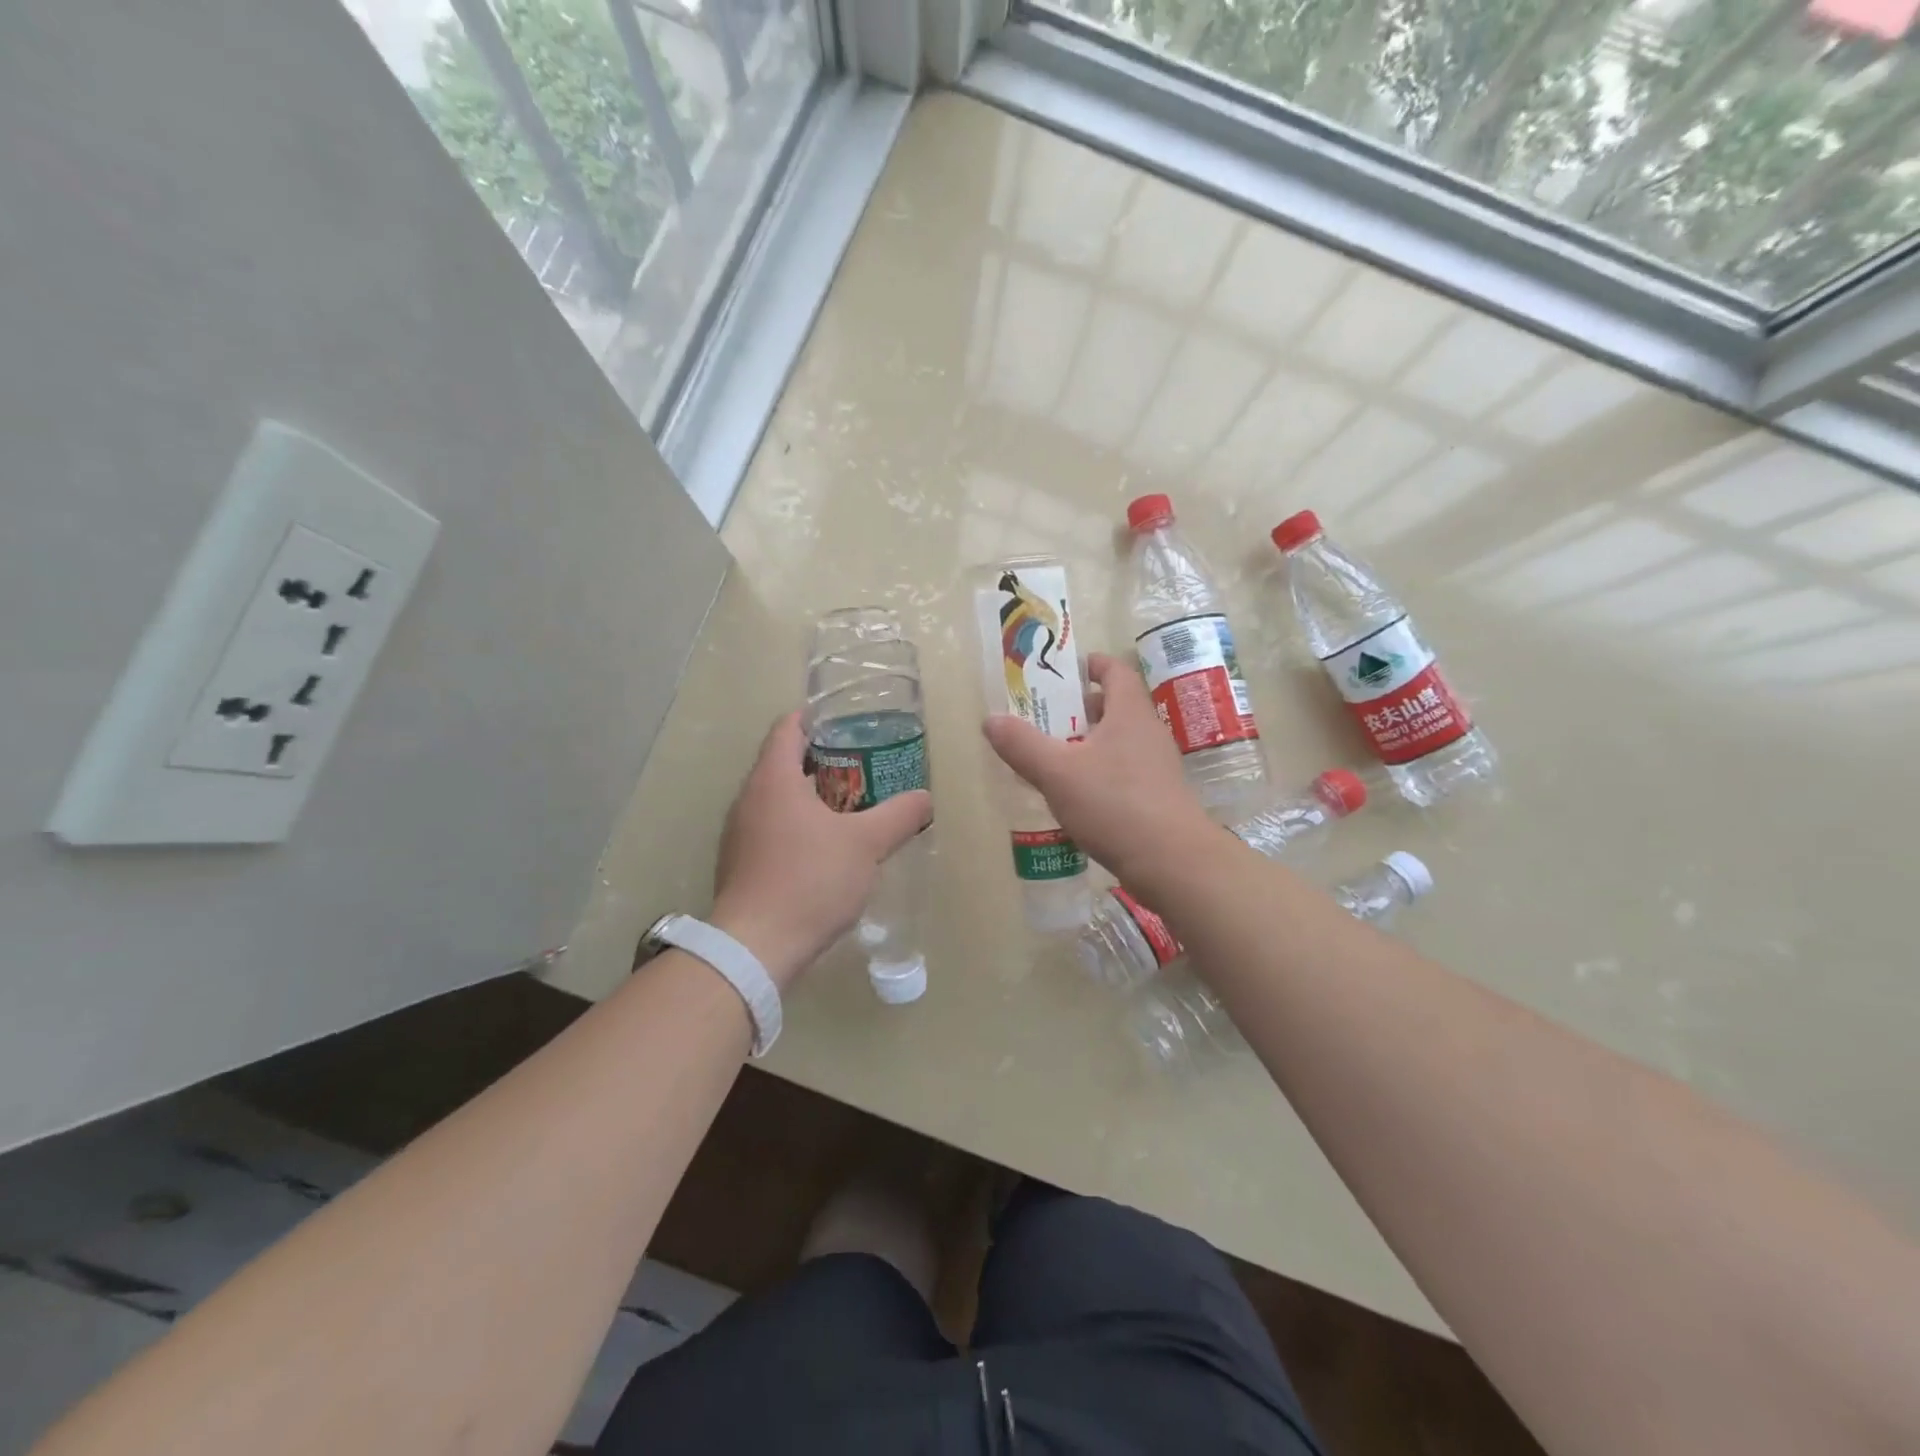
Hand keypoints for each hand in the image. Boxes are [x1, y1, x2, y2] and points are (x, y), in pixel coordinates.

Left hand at [710, 711, 931, 988]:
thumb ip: (899, 816)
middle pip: (783, 762)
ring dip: (811, 796)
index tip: (848, 723)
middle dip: (823, 760)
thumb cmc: (810, 879)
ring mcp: (739, 833)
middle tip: (863, 765)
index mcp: (773, 779)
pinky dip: (797, 826)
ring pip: (777, 799)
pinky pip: (771, 829)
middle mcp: (748, 798)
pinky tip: (825, 849)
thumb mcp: (867, 844)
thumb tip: (925, 799)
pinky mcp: (740, 864)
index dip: (816, 718)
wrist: (756, 947)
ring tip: (851, 806)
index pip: (788, 727)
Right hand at [983, 652, 1220, 894]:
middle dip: (1082, 708)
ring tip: (1054, 756)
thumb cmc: (1115, 804)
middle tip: (1047, 716)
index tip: (1067, 668)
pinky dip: (1099, 773)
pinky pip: (1123, 772)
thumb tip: (990, 720)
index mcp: (1130, 714)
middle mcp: (1148, 734)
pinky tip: (1076, 795)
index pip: (1116, 672)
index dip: (1092, 664)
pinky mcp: (1157, 798)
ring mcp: (1156, 768)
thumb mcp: (1058, 772)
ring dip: (1088, 743)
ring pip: (1119, 743)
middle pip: (1116, 707)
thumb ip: (1022, 745)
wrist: (1172, 862)